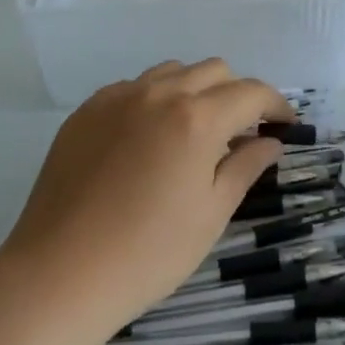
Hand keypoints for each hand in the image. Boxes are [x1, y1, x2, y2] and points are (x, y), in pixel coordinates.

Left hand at [0, 59, 292, 334]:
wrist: (59, 274)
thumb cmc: (148, 253)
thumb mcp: (211, 214)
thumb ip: (245, 167)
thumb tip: (270, 142)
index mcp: (197, 118)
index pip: (251, 93)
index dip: (276, 106)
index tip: (285, 126)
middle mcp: (159, 93)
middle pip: (214, 71)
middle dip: (237, 94)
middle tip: (241, 134)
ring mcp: (117, 97)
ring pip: (172, 72)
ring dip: (195, 91)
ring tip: (194, 132)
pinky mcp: (86, 111)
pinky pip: (133, 88)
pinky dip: (155, 101)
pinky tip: (148, 140)